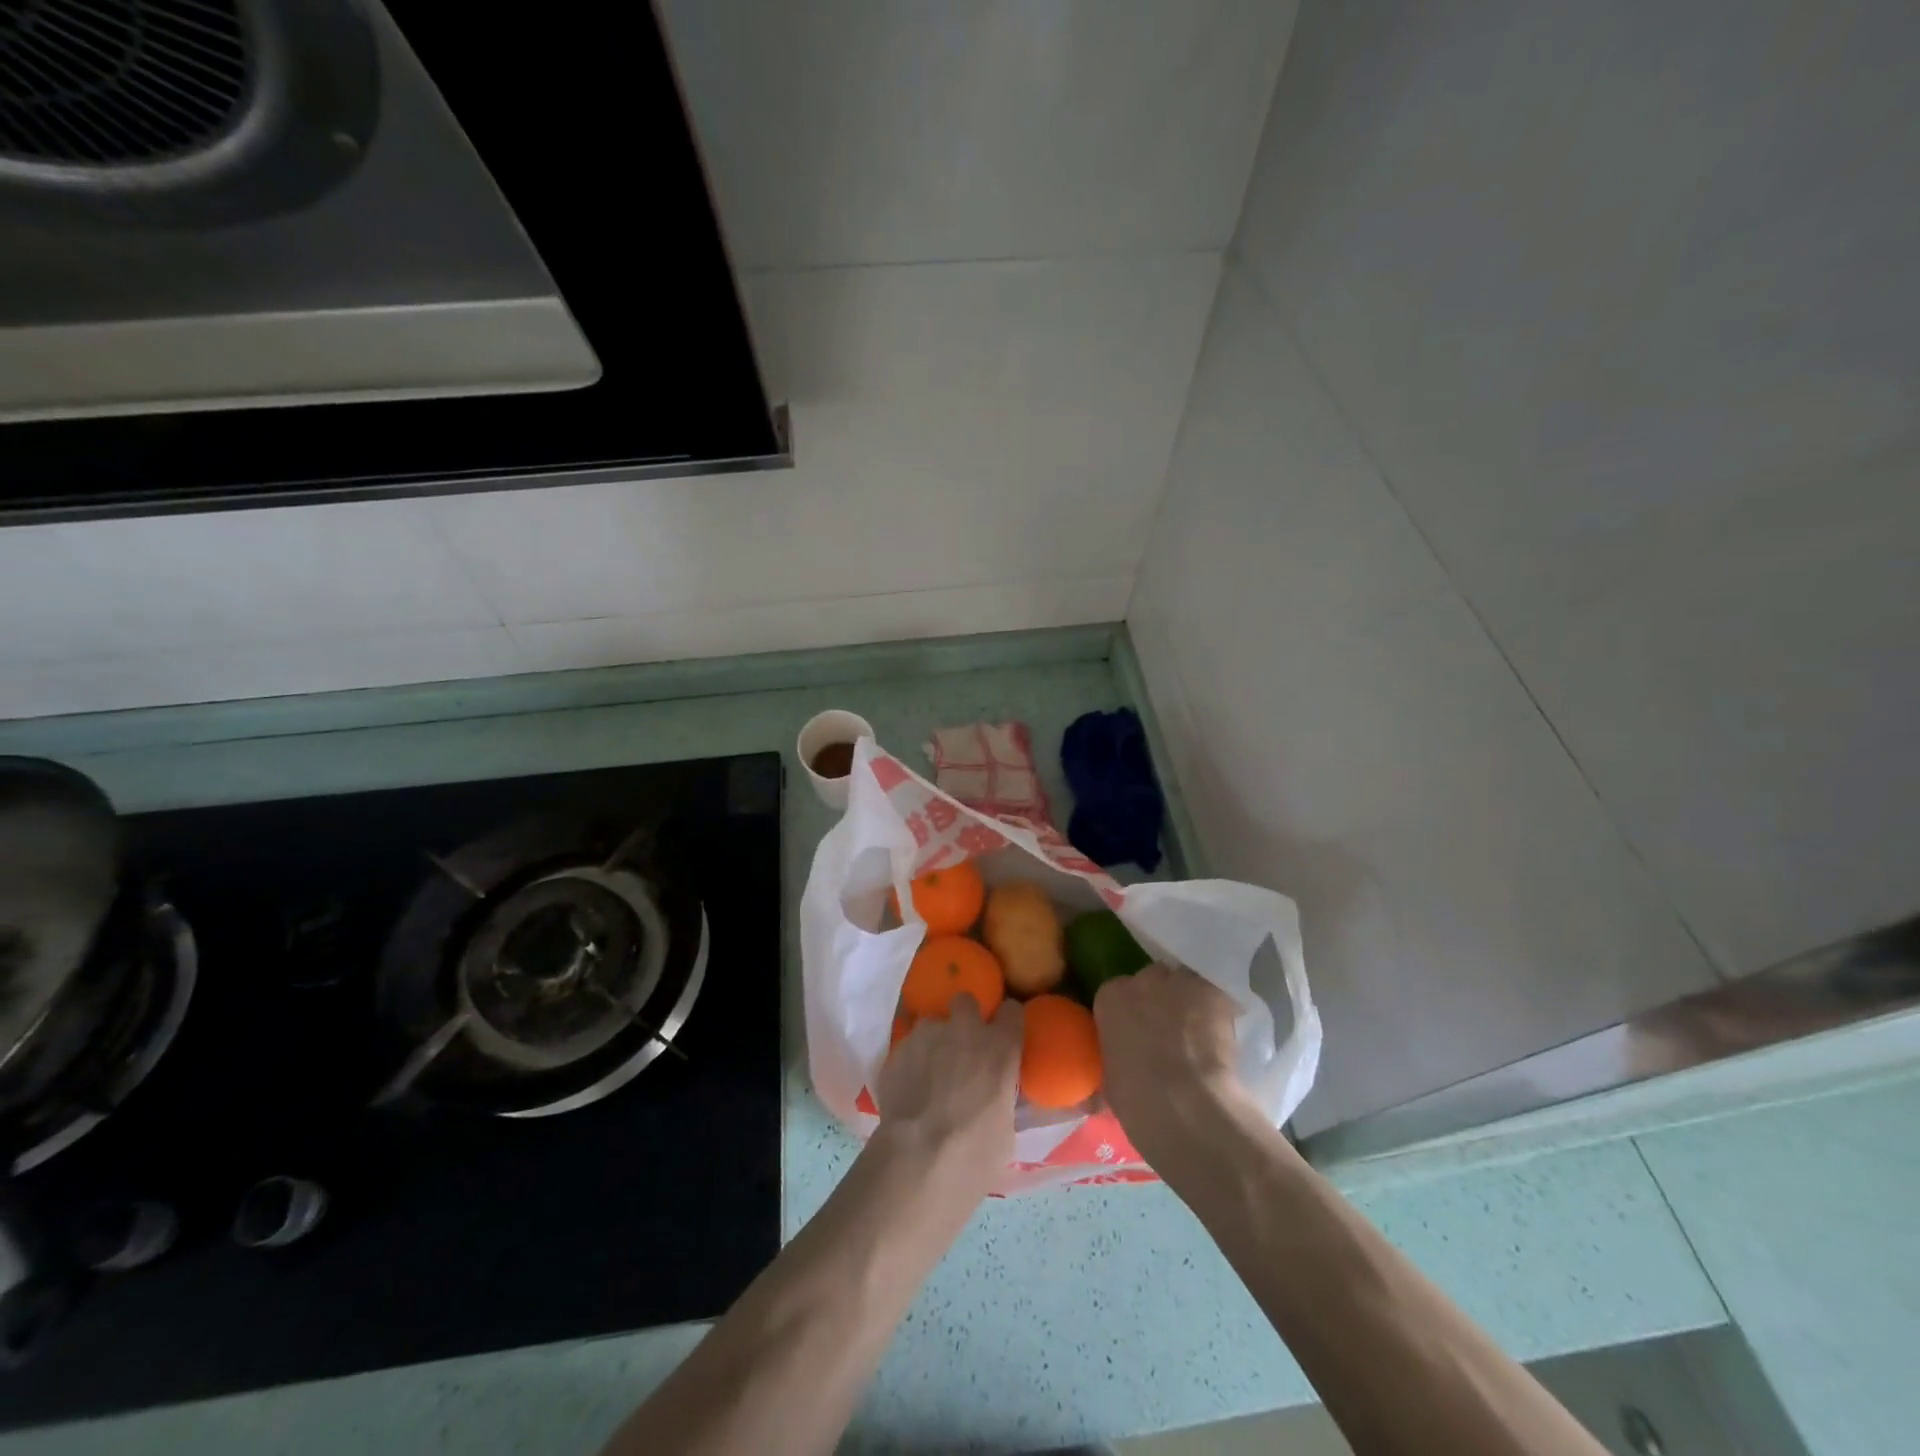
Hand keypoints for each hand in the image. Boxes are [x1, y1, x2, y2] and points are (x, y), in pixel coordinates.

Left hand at [874, 995, 1023, 1198]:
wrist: (918, 1157)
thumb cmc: (975, 1152)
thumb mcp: (1005, 1128)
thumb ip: (1001, 1096)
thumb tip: (994, 1095)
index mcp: (1000, 1048)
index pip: (1012, 1011)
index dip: (1006, 1021)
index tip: (1003, 1033)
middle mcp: (965, 1030)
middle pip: (966, 1001)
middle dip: (964, 1016)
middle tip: (961, 1045)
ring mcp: (927, 1035)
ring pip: (931, 1023)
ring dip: (933, 1040)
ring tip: (928, 1070)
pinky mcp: (898, 1050)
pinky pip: (908, 1046)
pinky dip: (910, 1061)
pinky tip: (907, 1087)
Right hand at [1094, 964, 1254, 1174]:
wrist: (1185, 1105)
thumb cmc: (1137, 1098)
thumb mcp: (1111, 1076)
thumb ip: (1116, 1055)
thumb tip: (1121, 1064)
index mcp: (1110, 998)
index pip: (1118, 992)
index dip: (1131, 1011)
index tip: (1138, 1031)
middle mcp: (1142, 980)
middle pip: (1152, 979)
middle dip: (1159, 999)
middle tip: (1168, 1030)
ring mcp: (1180, 984)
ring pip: (1184, 983)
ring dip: (1188, 1001)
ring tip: (1197, 1031)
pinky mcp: (1214, 994)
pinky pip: (1213, 996)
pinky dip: (1216, 1012)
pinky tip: (1219, 1036)